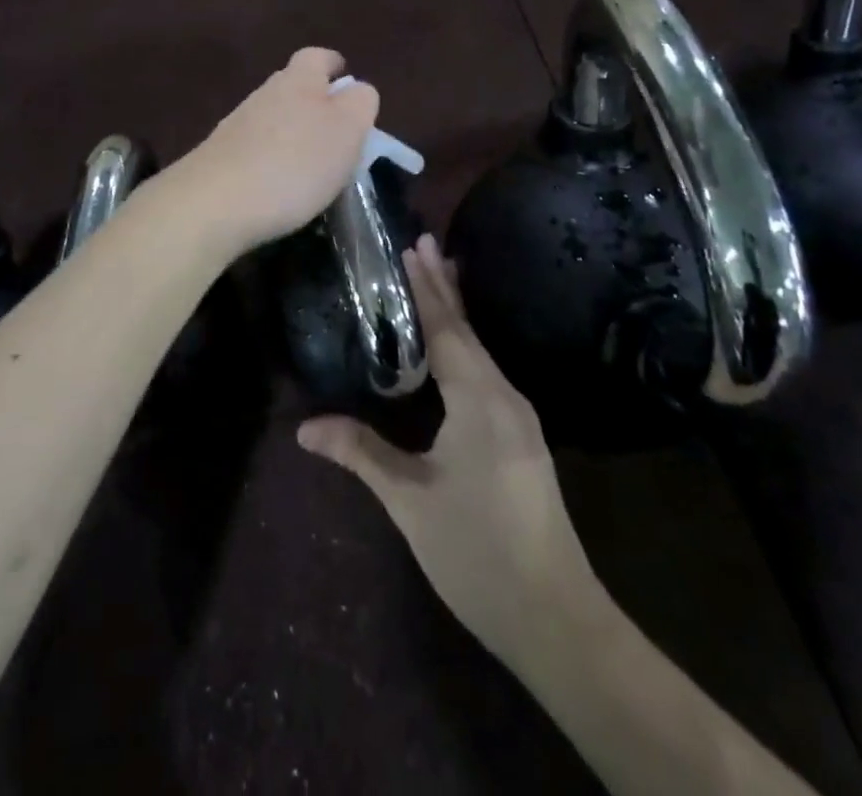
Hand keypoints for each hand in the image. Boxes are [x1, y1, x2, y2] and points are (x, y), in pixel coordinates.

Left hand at [174, 47, 378, 257]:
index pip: (317, 57)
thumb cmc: (293, 164)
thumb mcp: (346, 131)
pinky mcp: (219, 157)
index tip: (345, 78)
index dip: (333, 64)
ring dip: (291, 131)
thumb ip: (359, 103)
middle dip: (314, 100)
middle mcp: (263, 95)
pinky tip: (279, 184)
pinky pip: (254, 147)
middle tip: (336, 128)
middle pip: (292, 86)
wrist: (213, 203)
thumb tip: (357, 90)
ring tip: (311, 163)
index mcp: (298, 81)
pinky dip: (271, 157)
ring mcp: (236, 126)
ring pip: (272, 117)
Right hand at [297, 235, 595, 672]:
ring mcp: (520, 418)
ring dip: (458, 314)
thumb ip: (361, 453)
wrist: (556, 618)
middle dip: (444, 287)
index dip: (426, 288)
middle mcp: (504, 396)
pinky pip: (489, 374)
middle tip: (426, 243)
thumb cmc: (476, 551)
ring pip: (482, 351)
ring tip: (440, 280)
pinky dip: (468, 346)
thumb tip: (305, 427)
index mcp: (478, 399)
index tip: (412, 246)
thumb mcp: (410, 501)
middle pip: (468, 331)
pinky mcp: (524, 439)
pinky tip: (459, 350)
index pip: (447, 328)